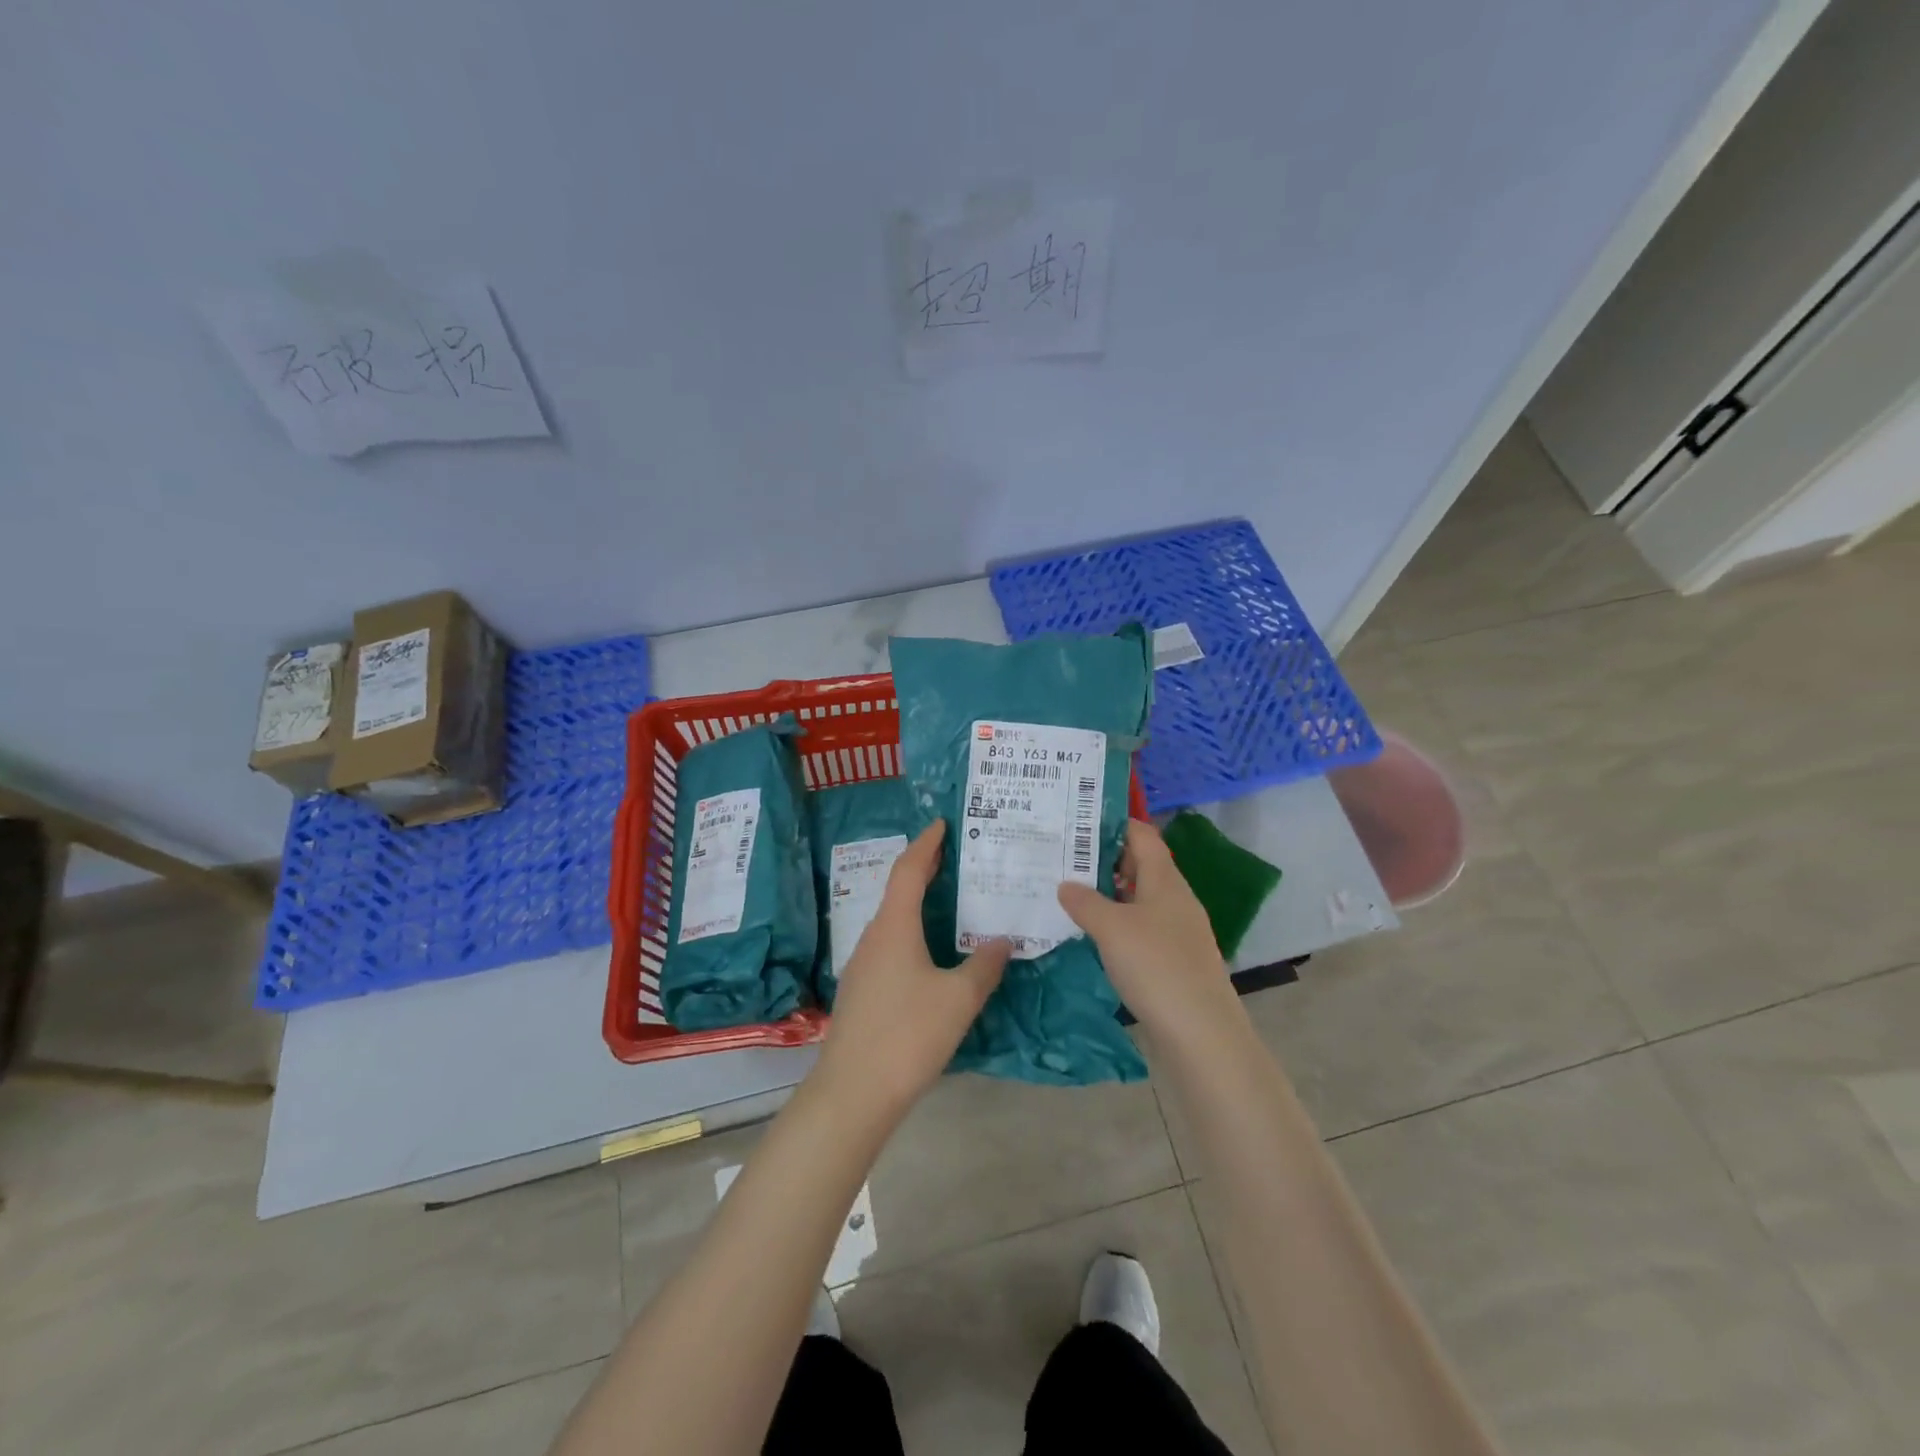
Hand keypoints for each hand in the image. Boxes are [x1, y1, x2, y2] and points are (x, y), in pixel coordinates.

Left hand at [815, 820, 1009, 1118]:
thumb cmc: (908, 1034)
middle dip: (926, 870)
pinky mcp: (862, 991)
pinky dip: (914, 933)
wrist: (853, 1092)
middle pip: (899, 891)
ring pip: (895, 921)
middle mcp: (874, 937)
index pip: (909, 869)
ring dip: (920, 904)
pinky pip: (891, 946)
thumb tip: (1002, 940)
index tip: (942, 823)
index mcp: (894, 926)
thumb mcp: (959, 998)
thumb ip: (984, 965)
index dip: (926, 843)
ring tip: (952, 902)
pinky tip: (932, 953)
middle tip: (956, 857)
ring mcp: (863, 965)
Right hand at [1058, 819, 1241, 1042]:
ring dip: (1108, 893)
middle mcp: (1174, 898)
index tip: (1078, 820)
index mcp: (1165, 880)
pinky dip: (1117, 922)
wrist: (1201, 1033)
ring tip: (1069, 892)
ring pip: (1139, 898)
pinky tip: (1092, 934)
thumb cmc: (1156, 966)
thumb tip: (1065, 884)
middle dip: (1104, 859)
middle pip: (1140, 864)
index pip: (1142, 835)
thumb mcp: (1111, 928)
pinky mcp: (1173, 959)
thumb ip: (1085, 902)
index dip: (1113, 823)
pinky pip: (1141, 927)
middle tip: (1063, 857)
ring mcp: (1177, 930)